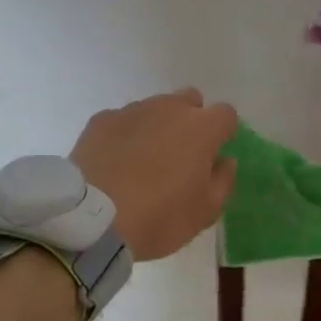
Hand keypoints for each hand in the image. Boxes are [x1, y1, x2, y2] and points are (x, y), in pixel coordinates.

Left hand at [70, 89, 238, 260]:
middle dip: (191, 119)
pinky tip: (115, 161)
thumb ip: (223, 181)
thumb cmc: (159, 217)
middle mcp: (169, 108)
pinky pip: (122, 120)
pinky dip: (124, 135)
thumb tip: (224, 161)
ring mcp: (132, 111)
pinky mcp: (101, 120)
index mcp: (201, 128)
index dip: (223, 131)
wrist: (94, 220)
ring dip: (156, 126)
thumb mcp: (205, 212)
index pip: (225, 114)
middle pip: (189, 100)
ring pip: (154, 108)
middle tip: (181, 153)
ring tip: (143, 160)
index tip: (215, 152)